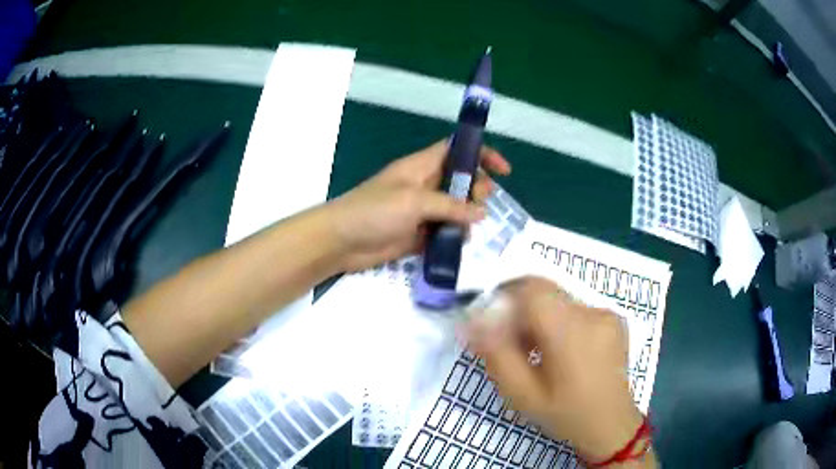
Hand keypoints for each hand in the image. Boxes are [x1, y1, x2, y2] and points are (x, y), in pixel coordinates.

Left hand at [326, 140, 510, 271]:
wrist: (342, 242)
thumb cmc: (374, 211)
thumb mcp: (414, 201)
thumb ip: (450, 206)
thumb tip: (481, 214)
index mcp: (421, 166)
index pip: (457, 150)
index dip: (480, 154)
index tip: (504, 170)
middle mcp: (425, 185)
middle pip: (461, 180)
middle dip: (477, 189)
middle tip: (481, 202)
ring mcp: (422, 211)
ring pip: (455, 209)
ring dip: (468, 217)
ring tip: (471, 229)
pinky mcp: (418, 234)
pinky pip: (444, 232)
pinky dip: (455, 237)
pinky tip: (460, 244)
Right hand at [464, 277, 654, 466]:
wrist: (611, 425)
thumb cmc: (564, 414)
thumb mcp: (521, 394)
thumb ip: (496, 354)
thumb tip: (472, 320)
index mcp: (570, 331)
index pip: (531, 288)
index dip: (504, 296)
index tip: (492, 322)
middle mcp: (591, 312)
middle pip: (544, 290)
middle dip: (519, 308)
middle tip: (511, 342)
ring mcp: (606, 313)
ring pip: (558, 299)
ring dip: (539, 316)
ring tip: (535, 351)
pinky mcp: (613, 318)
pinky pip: (576, 308)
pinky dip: (559, 321)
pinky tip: (560, 351)